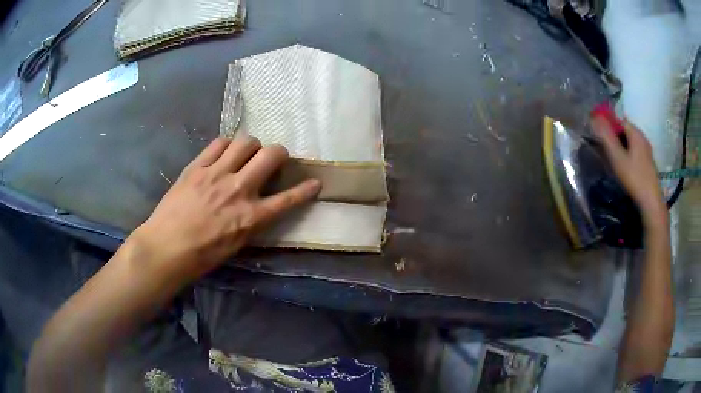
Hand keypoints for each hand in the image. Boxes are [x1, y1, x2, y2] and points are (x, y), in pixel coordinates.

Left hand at [130, 136, 320, 280]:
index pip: (287, 199)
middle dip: (279, 153)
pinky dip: (227, 145)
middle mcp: (238, 190)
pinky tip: (224, 153)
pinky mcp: (197, 166)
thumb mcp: (235, 245)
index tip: (315, 182)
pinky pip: (219, 143)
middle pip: (271, 155)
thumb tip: (260, 205)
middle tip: (274, 159)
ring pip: (246, 141)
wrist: (166, 247)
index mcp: (250, 217)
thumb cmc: (202, 255)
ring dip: (252, 145)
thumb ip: (251, 221)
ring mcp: (216, 174)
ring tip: (246, 154)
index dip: (305, 189)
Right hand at [591, 115, 666, 225]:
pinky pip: (636, 152)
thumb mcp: (617, 157)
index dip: (609, 126)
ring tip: (615, 161)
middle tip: (606, 151)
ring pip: (631, 143)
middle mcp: (643, 138)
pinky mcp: (649, 163)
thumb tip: (594, 117)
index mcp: (636, 133)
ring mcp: (647, 151)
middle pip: (625, 131)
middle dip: (615, 137)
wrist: (651, 202)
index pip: (619, 120)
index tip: (601, 138)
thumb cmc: (634, 178)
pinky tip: (626, 169)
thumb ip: (606, 137)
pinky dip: (629, 156)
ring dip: (622, 147)